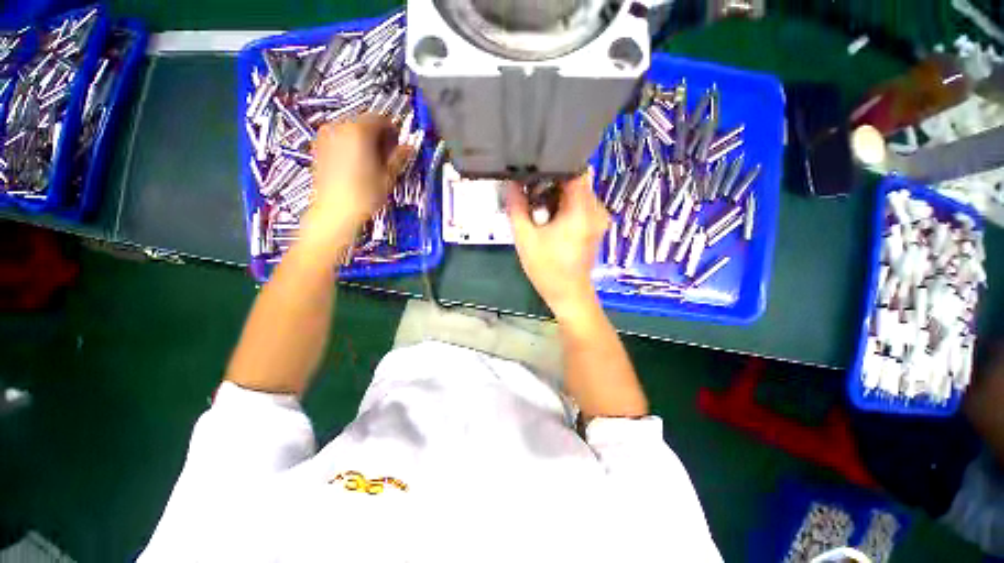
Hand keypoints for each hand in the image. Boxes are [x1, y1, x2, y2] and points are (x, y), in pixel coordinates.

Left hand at [300, 114, 412, 251]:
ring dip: (366, 142)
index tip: (400, 144)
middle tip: (390, 155)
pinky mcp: (319, 149)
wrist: (334, 213)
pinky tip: (360, 166)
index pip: (380, 119)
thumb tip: (408, 148)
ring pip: (352, 131)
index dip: (394, 130)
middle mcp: (338, 128)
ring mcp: (325, 138)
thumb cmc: (362, 196)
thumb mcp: (387, 176)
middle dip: (379, 136)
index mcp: (357, 131)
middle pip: (364, 122)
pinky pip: (340, 140)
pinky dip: (352, 147)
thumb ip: (399, 157)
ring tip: (375, 162)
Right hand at [506, 169, 608, 319]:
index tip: (534, 167)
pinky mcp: (595, 225)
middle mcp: (596, 209)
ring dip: (556, 193)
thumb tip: (510, 183)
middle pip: (575, 180)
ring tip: (535, 202)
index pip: (575, 169)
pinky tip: (547, 215)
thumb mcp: (525, 238)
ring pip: (577, 192)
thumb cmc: (547, 269)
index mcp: (582, 209)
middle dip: (551, 181)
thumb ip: (516, 207)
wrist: (568, 295)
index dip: (554, 164)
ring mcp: (598, 218)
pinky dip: (563, 204)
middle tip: (528, 187)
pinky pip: (580, 204)